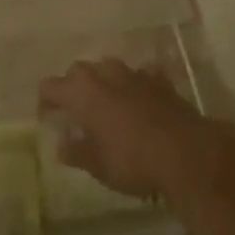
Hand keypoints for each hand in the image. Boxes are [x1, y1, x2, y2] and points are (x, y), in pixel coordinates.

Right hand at [39, 59, 234, 201]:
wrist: (189, 155)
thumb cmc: (134, 161)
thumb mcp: (98, 166)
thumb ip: (76, 152)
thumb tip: (62, 145)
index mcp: (82, 91)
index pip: (50, 86)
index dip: (45, 102)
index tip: (48, 119)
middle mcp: (105, 74)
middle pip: (78, 71)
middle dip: (73, 88)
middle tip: (75, 112)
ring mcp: (135, 74)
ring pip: (109, 68)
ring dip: (103, 82)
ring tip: (106, 105)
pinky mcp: (161, 81)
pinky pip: (141, 76)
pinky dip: (135, 86)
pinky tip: (140, 101)